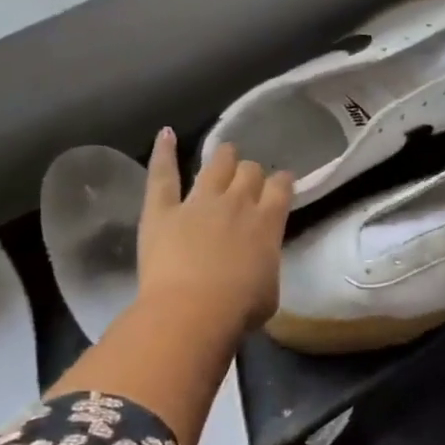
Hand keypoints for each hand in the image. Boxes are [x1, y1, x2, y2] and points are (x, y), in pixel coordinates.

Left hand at [136, 129, 293, 337]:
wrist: (193, 311)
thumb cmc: (239, 309)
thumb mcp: (271, 289)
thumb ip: (267, 264)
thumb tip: (259, 260)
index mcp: (268, 222)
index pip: (281, 187)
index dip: (281, 182)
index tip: (280, 185)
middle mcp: (237, 202)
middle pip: (249, 171)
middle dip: (251, 173)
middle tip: (247, 181)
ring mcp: (199, 202)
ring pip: (217, 164)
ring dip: (223, 157)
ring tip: (224, 154)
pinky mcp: (163, 209)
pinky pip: (164, 174)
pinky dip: (164, 152)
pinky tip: (166, 133)